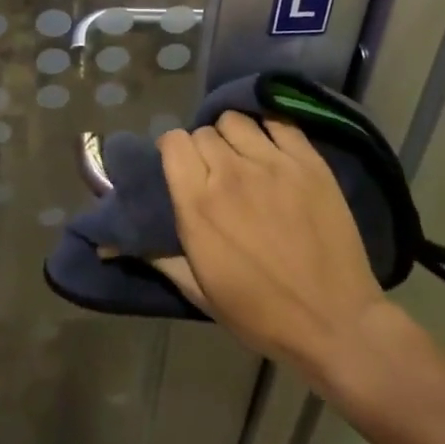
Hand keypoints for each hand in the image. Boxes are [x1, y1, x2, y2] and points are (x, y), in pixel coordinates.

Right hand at [162, 111, 390, 375]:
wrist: (335, 323)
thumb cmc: (261, 314)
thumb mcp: (200, 290)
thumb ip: (158, 256)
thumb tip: (108, 245)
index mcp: (198, 204)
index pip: (173, 142)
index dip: (173, 151)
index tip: (181, 167)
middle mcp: (230, 173)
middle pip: (203, 132)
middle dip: (204, 149)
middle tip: (216, 173)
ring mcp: (272, 163)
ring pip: (236, 120)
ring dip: (233, 136)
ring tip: (245, 158)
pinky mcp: (308, 162)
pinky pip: (279, 122)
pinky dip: (270, 129)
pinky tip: (274, 149)